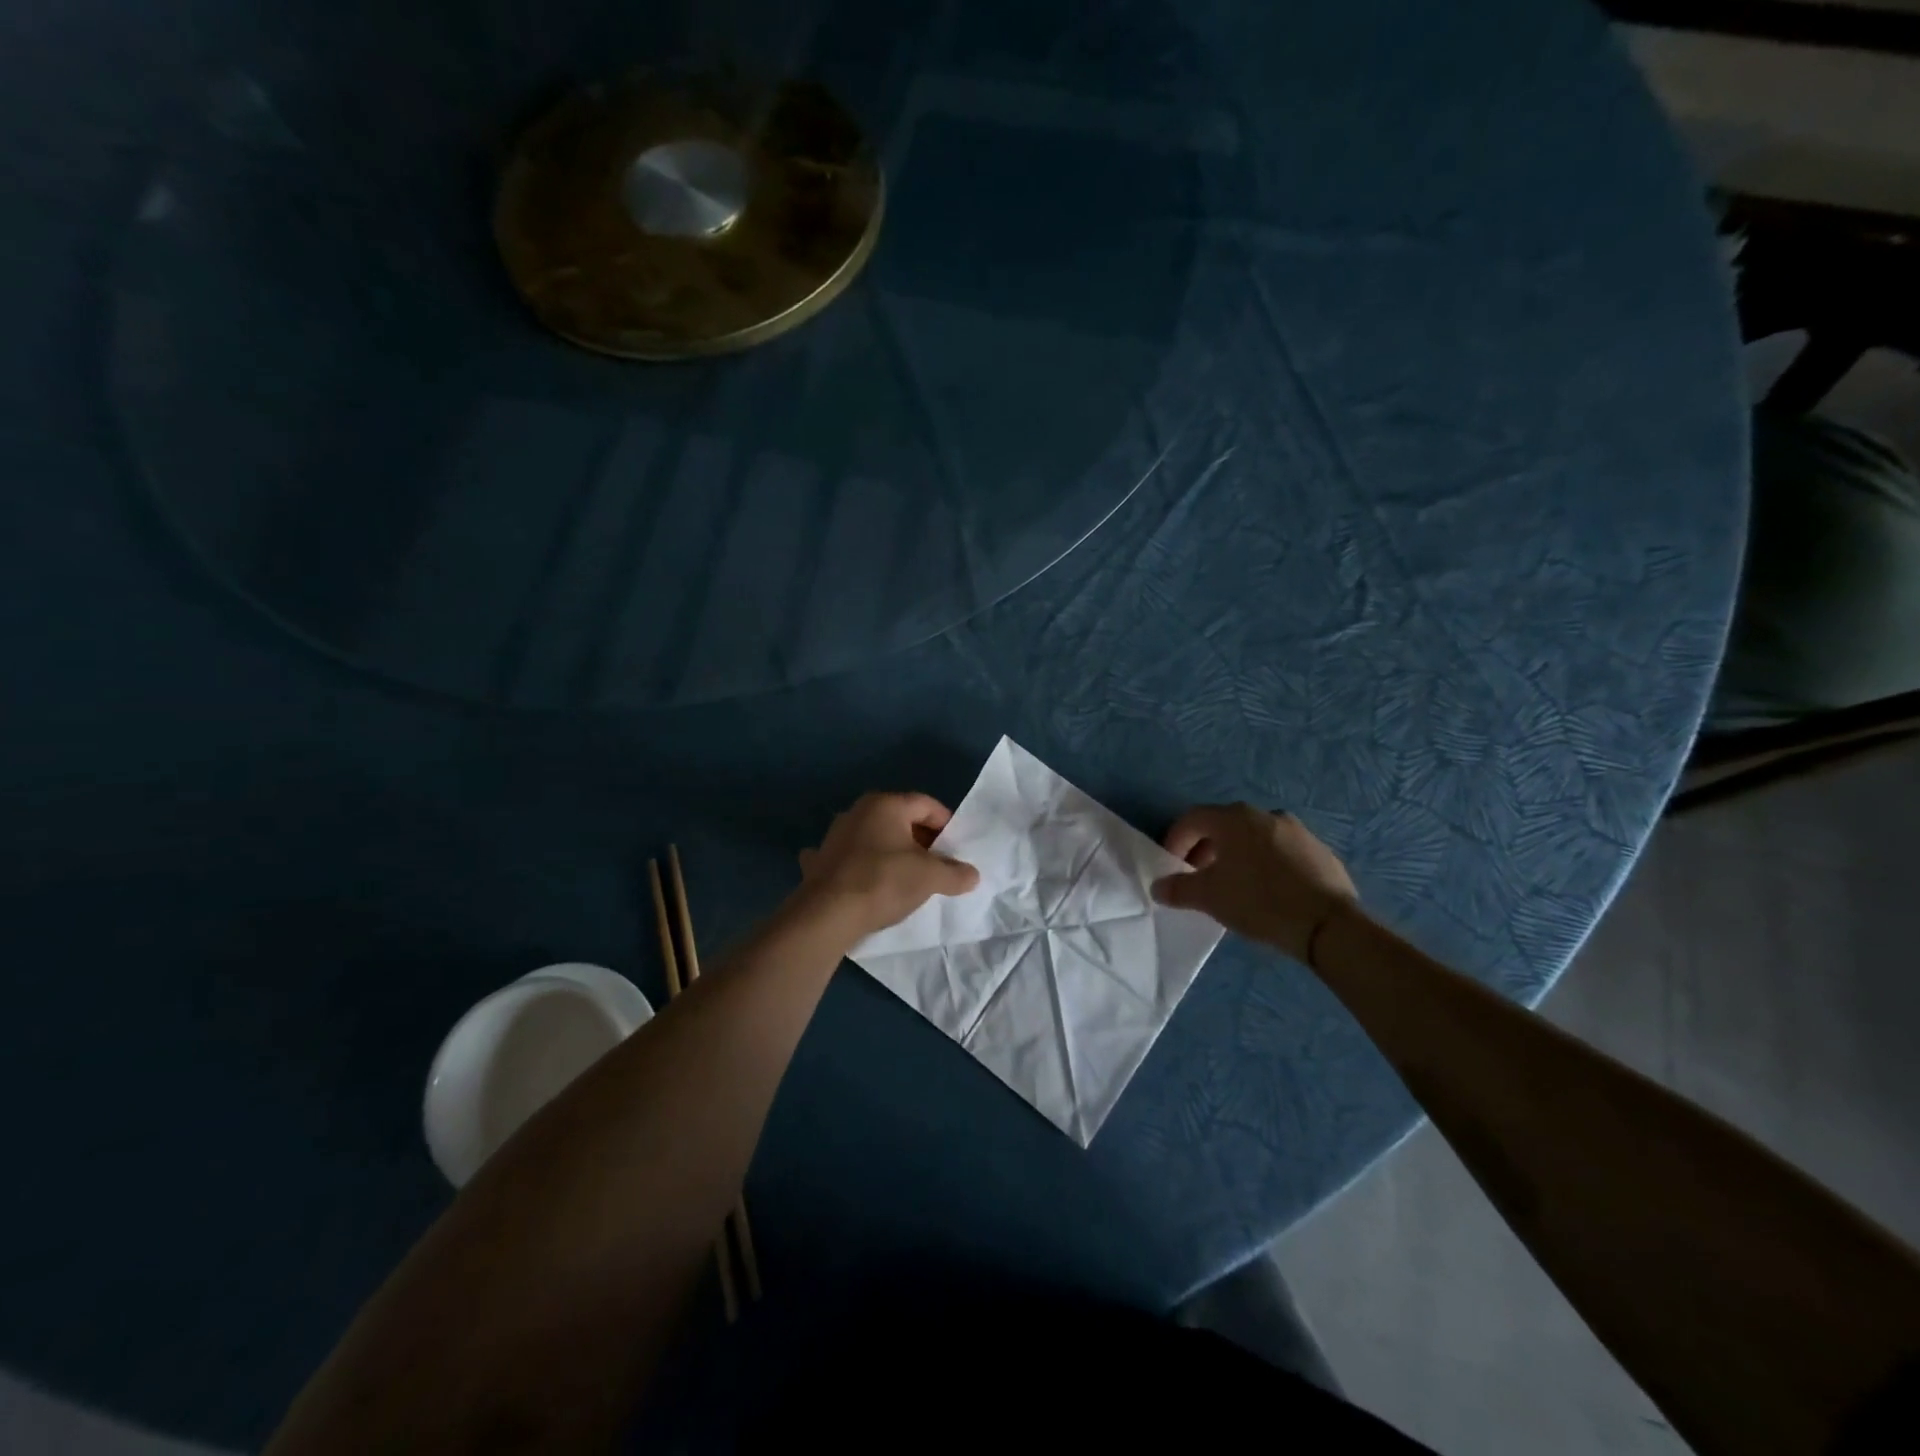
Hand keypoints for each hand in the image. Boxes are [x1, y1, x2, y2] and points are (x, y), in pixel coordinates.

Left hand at [795, 792, 980, 940]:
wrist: (827, 914)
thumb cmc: (884, 882)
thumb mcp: (930, 877)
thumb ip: (955, 873)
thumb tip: (972, 874)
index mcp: (886, 804)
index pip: (926, 804)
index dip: (946, 824)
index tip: (956, 848)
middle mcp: (858, 811)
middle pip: (900, 819)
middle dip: (921, 840)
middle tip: (936, 865)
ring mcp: (834, 835)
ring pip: (873, 837)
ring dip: (890, 852)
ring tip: (905, 877)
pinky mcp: (819, 861)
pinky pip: (847, 858)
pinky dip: (859, 866)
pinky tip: (863, 881)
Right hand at [1150, 804, 1357, 963]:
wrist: (1328, 925)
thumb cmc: (1259, 901)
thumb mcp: (1209, 897)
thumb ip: (1178, 888)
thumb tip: (1158, 887)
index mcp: (1234, 818)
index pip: (1193, 819)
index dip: (1176, 839)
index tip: (1172, 865)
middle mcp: (1265, 815)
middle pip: (1224, 825)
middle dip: (1206, 848)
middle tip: (1200, 876)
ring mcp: (1297, 831)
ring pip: (1255, 837)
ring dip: (1237, 855)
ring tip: (1234, 885)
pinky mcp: (1320, 851)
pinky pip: (1282, 852)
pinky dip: (1266, 864)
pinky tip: (1268, 891)